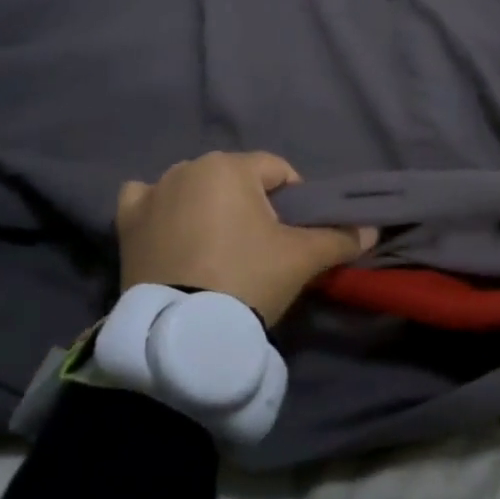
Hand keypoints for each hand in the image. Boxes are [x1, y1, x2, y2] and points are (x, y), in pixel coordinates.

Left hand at [116, 151, 377, 326]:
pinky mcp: (127, 222)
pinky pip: (148, 202)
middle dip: (252, 204)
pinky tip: (171, 233)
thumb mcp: (301, 259)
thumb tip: (372, 230)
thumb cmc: (247, 278)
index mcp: (230, 167)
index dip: (295, 199)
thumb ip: (339, 238)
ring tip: (218, 249)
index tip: (295, 233)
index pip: (278, 170)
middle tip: (261, 247)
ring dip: (208, 206)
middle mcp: (188, 167)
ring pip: (194, 188)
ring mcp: (152, 193)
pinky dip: (161, 211)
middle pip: (235, 179)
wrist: (183, 331)